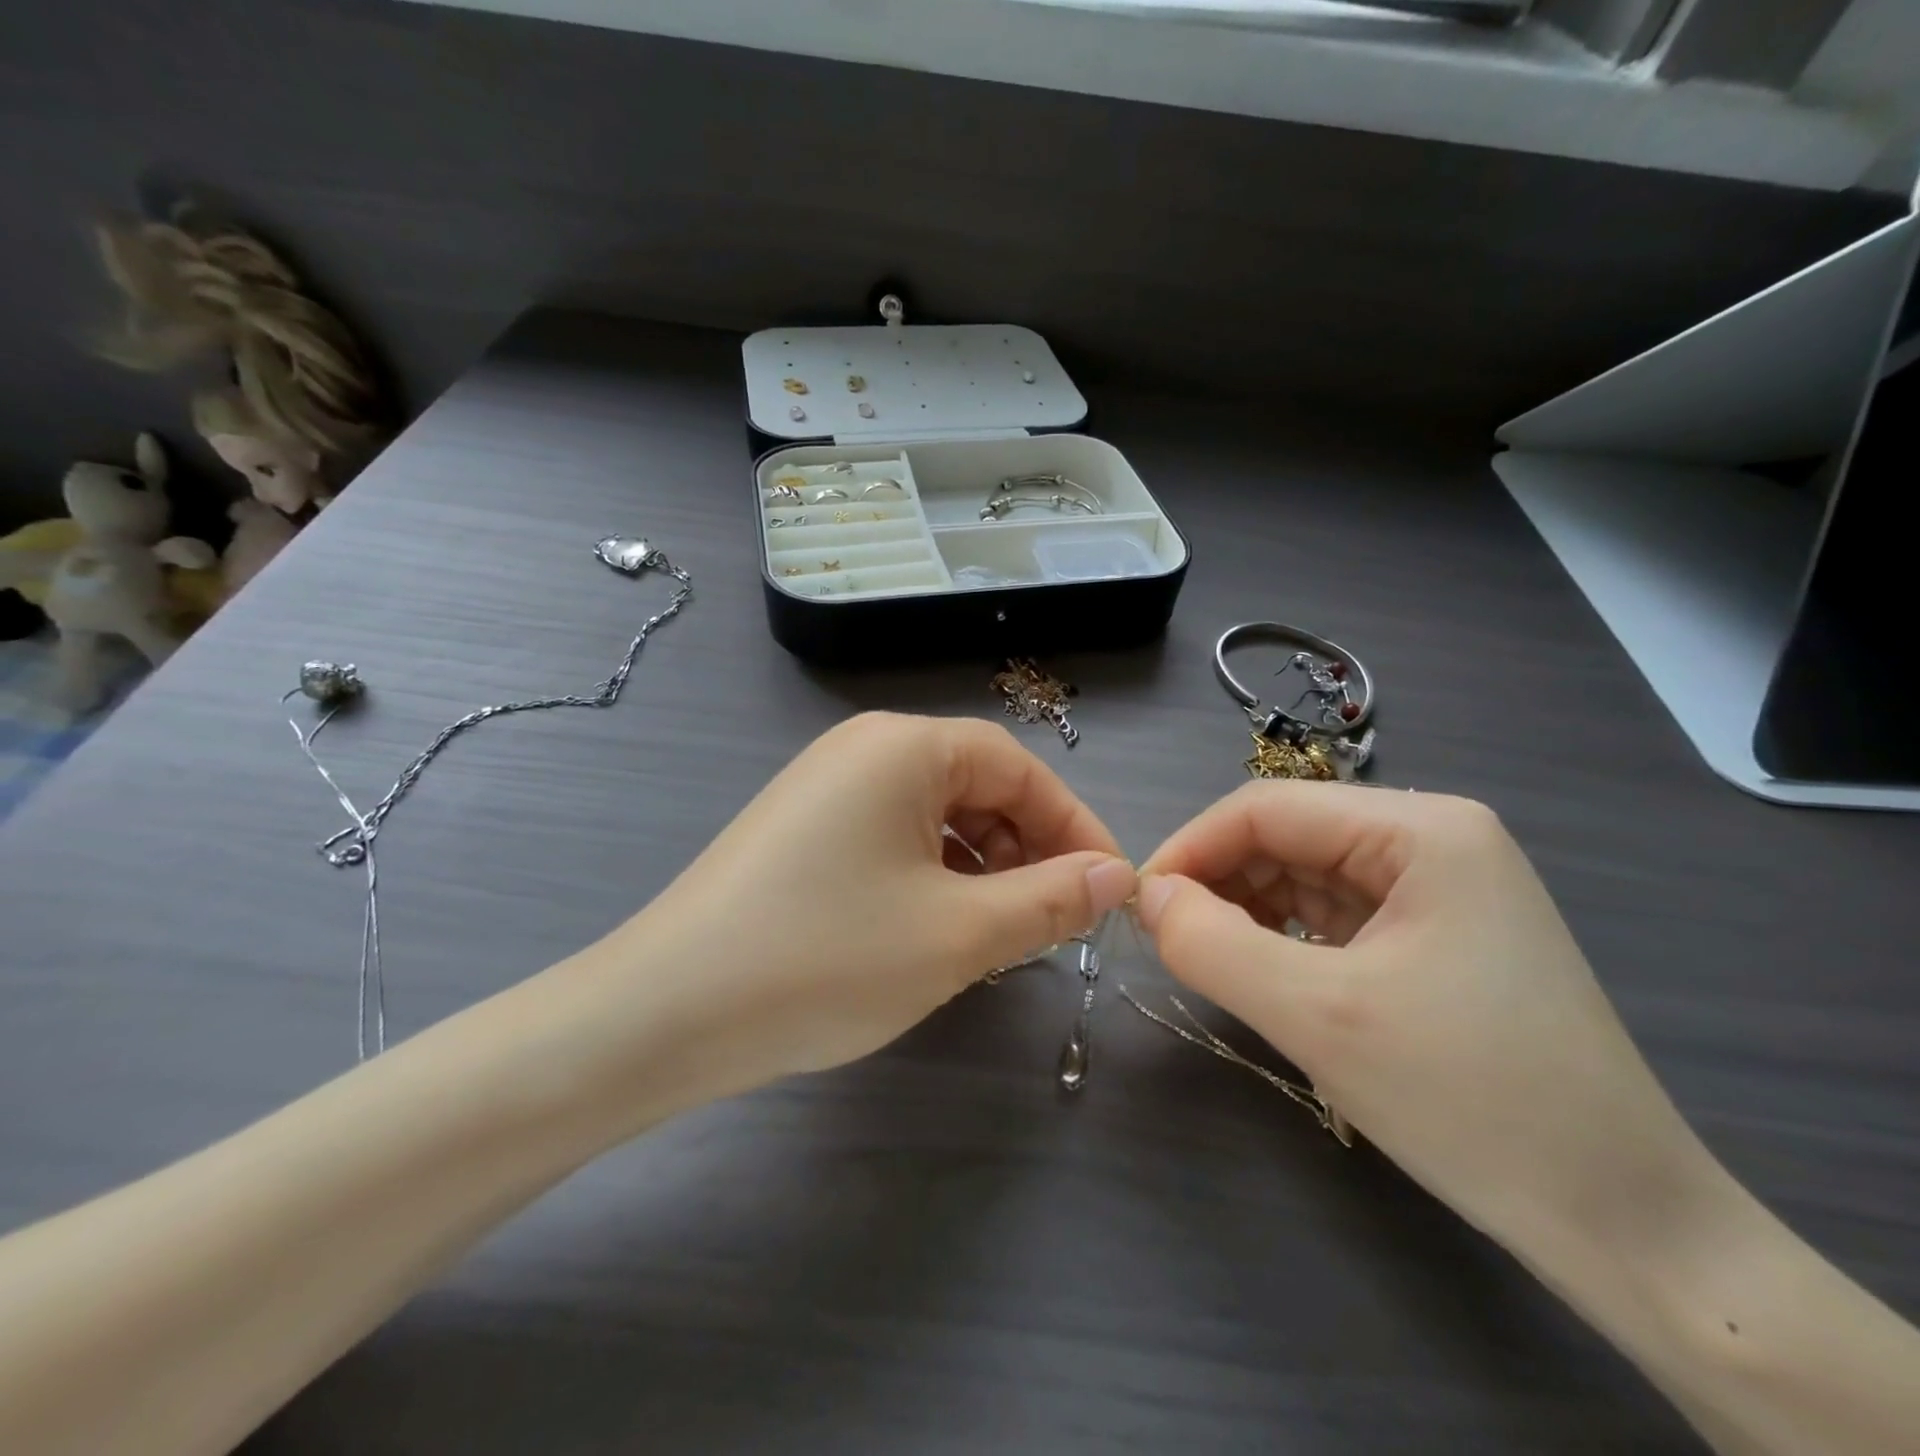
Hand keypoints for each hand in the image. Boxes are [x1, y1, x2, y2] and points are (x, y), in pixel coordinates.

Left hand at [554, 713, 1134, 1122]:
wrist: (665, 1014)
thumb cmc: (827, 958)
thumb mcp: (958, 934)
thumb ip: (1049, 900)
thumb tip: (1115, 876)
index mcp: (903, 746)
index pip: (1018, 766)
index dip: (1073, 825)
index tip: (1109, 888)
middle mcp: (862, 749)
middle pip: (975, 784)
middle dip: (1025, 848)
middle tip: (1052, 919)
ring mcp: (824, 787)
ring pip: (934, 815)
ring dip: (980, 867)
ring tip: (996, 932)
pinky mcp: (801, 829)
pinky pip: (891, 837)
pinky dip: (931, 875)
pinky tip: (934, 928)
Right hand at [1135, 783, 1710, 1257]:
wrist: (1628, 1228)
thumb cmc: (1474, 1103)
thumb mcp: (1318, 1018)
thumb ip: (1211, 944)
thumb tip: (1148, 896)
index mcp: (1421, 829)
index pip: (1267, 808)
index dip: (1190, 848)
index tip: (1138, 905)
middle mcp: (1433, 839)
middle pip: (1287, 835)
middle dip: (1219, 879)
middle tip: (1165, 938)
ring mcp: (1440, 887)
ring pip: (1305, 874)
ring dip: (1246, 908)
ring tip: (1207, 956)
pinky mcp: (1436, 934)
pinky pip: (1334, 913)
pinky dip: (1283, 935)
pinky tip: (1262, 969)